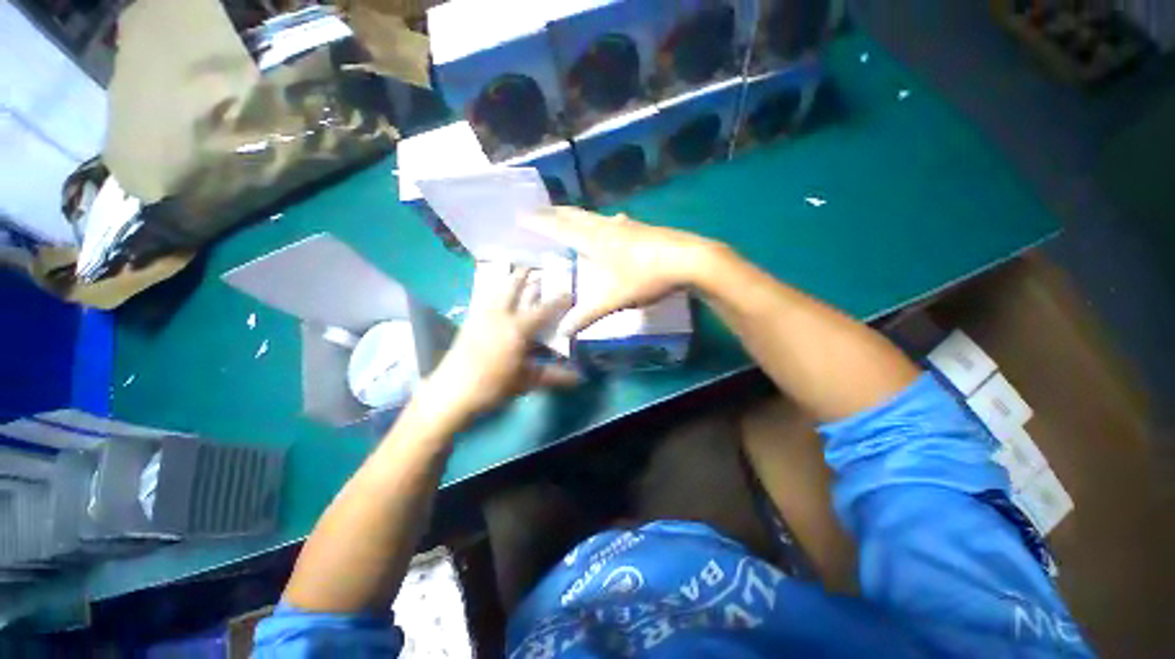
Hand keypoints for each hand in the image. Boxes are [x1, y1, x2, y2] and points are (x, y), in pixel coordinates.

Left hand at [417, 267, 579, 423]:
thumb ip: (551, 376)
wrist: (453, 391)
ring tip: (515, 274)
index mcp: (517, 329)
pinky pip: (481, 301)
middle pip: (514, 289)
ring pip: (496, 291)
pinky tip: (491, 294)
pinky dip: (490, 293)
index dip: (558, 300)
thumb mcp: (524, 382)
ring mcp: (481, 317)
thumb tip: (578, 378)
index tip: (568, 291)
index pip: (543, 310)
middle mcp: (500, 316)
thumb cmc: (492, 387)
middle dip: (525, 277)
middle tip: (534, 268)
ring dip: (507, 281)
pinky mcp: (467, 323)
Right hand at [521, 207, 719, 334]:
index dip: (539, 222)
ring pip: (594, 217)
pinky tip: (614, 224)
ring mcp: (626, 225)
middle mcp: (606, 227)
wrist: (689, 259)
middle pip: (575, 215)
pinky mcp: (643, 229)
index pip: (558, 227)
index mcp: (593, 240)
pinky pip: (613, 222)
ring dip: (577, 215)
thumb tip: (562, 333)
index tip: (521, 214)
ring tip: (568, 216)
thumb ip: (586, 315)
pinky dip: (601, 222)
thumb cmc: (646, 276)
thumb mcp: (613, 300)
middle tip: (539, 210)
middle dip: (554, 213)